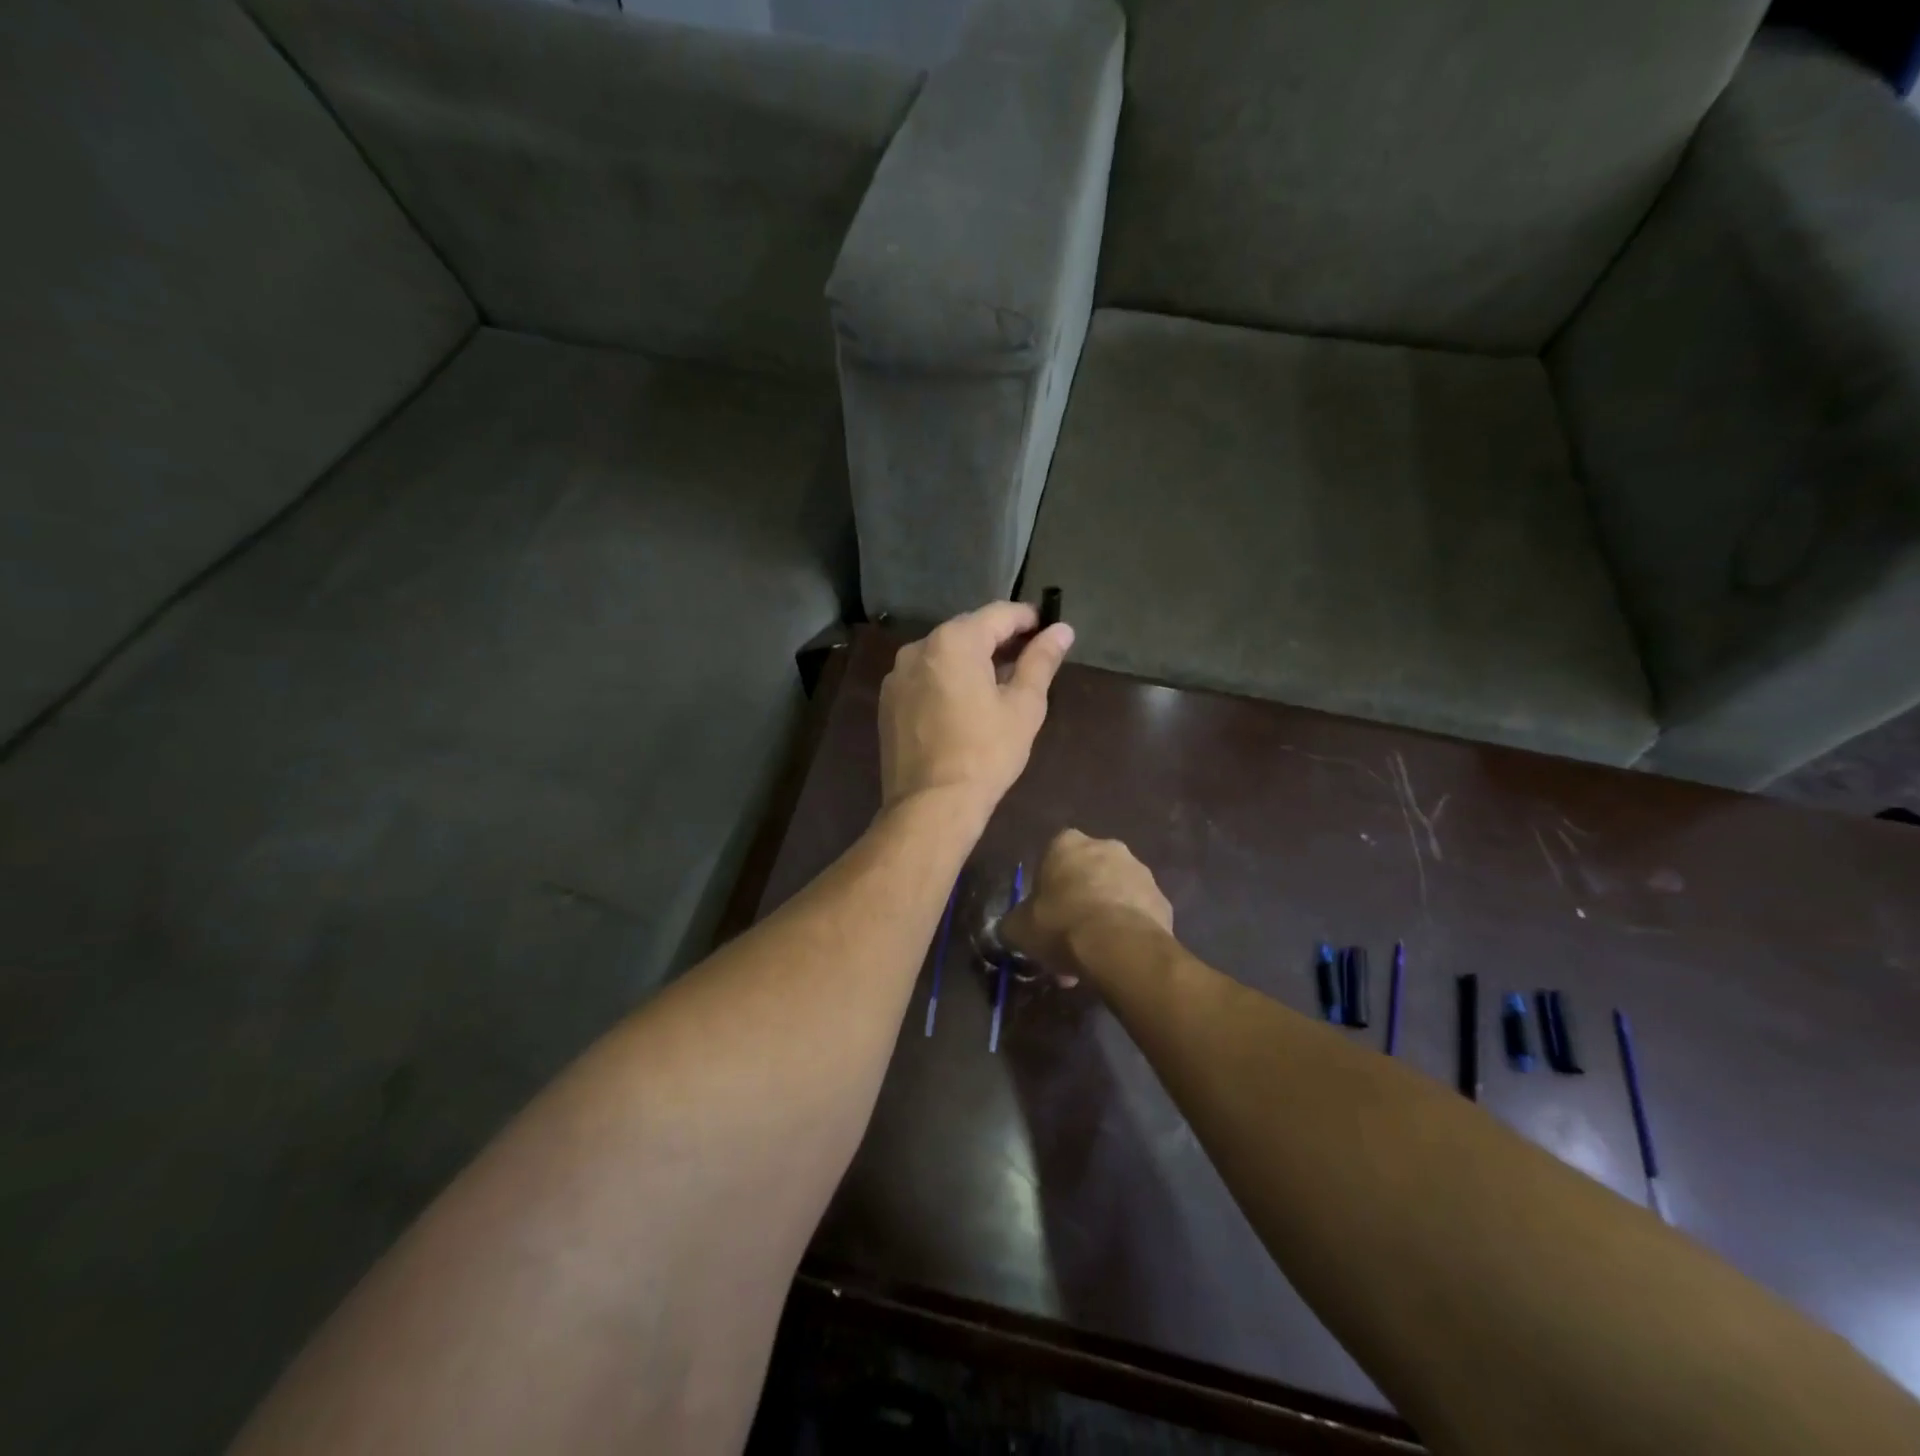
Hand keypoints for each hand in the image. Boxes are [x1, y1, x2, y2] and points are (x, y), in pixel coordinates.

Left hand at [878, 602, 1073, 818]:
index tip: (1048, 629)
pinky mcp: (888, 701)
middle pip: (968, 630)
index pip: (998, 614)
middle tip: (1028, 658)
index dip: (1027, 618)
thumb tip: (1062, 630)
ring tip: (999, 683)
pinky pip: (925, 677)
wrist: (930, 805)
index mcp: (954, 641)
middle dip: (999, 639)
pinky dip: (947, 679)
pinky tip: (964, 704)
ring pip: (944, 654)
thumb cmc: (986, 753)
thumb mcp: (1024, 706)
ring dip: (972, 659)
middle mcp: (919, 647)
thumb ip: (1041, 660)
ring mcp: (898, 675)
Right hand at [1001, 829, 1173, 984]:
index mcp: (1067, 843)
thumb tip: (1010, 929)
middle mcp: (1106, 846)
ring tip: (1093, 956)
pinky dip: (1126, 930)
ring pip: (1113, 894)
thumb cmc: (1061, 925)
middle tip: (1067, 939)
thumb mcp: (1019, 928)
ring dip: (1102, 916)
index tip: (1043, 916)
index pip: (1051, 857)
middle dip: (1077, 903)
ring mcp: (1139, 871)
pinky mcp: (1162, 899)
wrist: (1119, 947)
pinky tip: (1116, 957)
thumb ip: (1012, 923)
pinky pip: (1136, 914)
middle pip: (1085, 875)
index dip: (1046, 888)